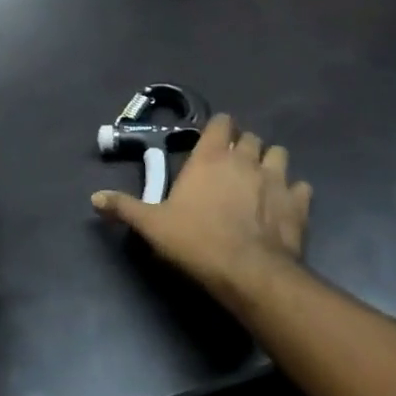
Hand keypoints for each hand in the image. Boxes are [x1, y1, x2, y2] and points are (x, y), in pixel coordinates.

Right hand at [92, 113, 308, 306]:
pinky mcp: (299, 203)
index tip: (211, 142)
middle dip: (243, 146)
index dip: (219, 128)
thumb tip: (94, 198)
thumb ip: (125, 208)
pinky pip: (301, 187)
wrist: (249, 272)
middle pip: (250, 137)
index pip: (221, 122)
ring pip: (279, 154)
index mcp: (210, 157)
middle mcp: (245, 159)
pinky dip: (293, 192)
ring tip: (260, 182)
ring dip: (270, 163)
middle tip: (231, 166)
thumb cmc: (197, 241)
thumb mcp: (153, 226)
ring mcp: (276, 178)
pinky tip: (283, 206)